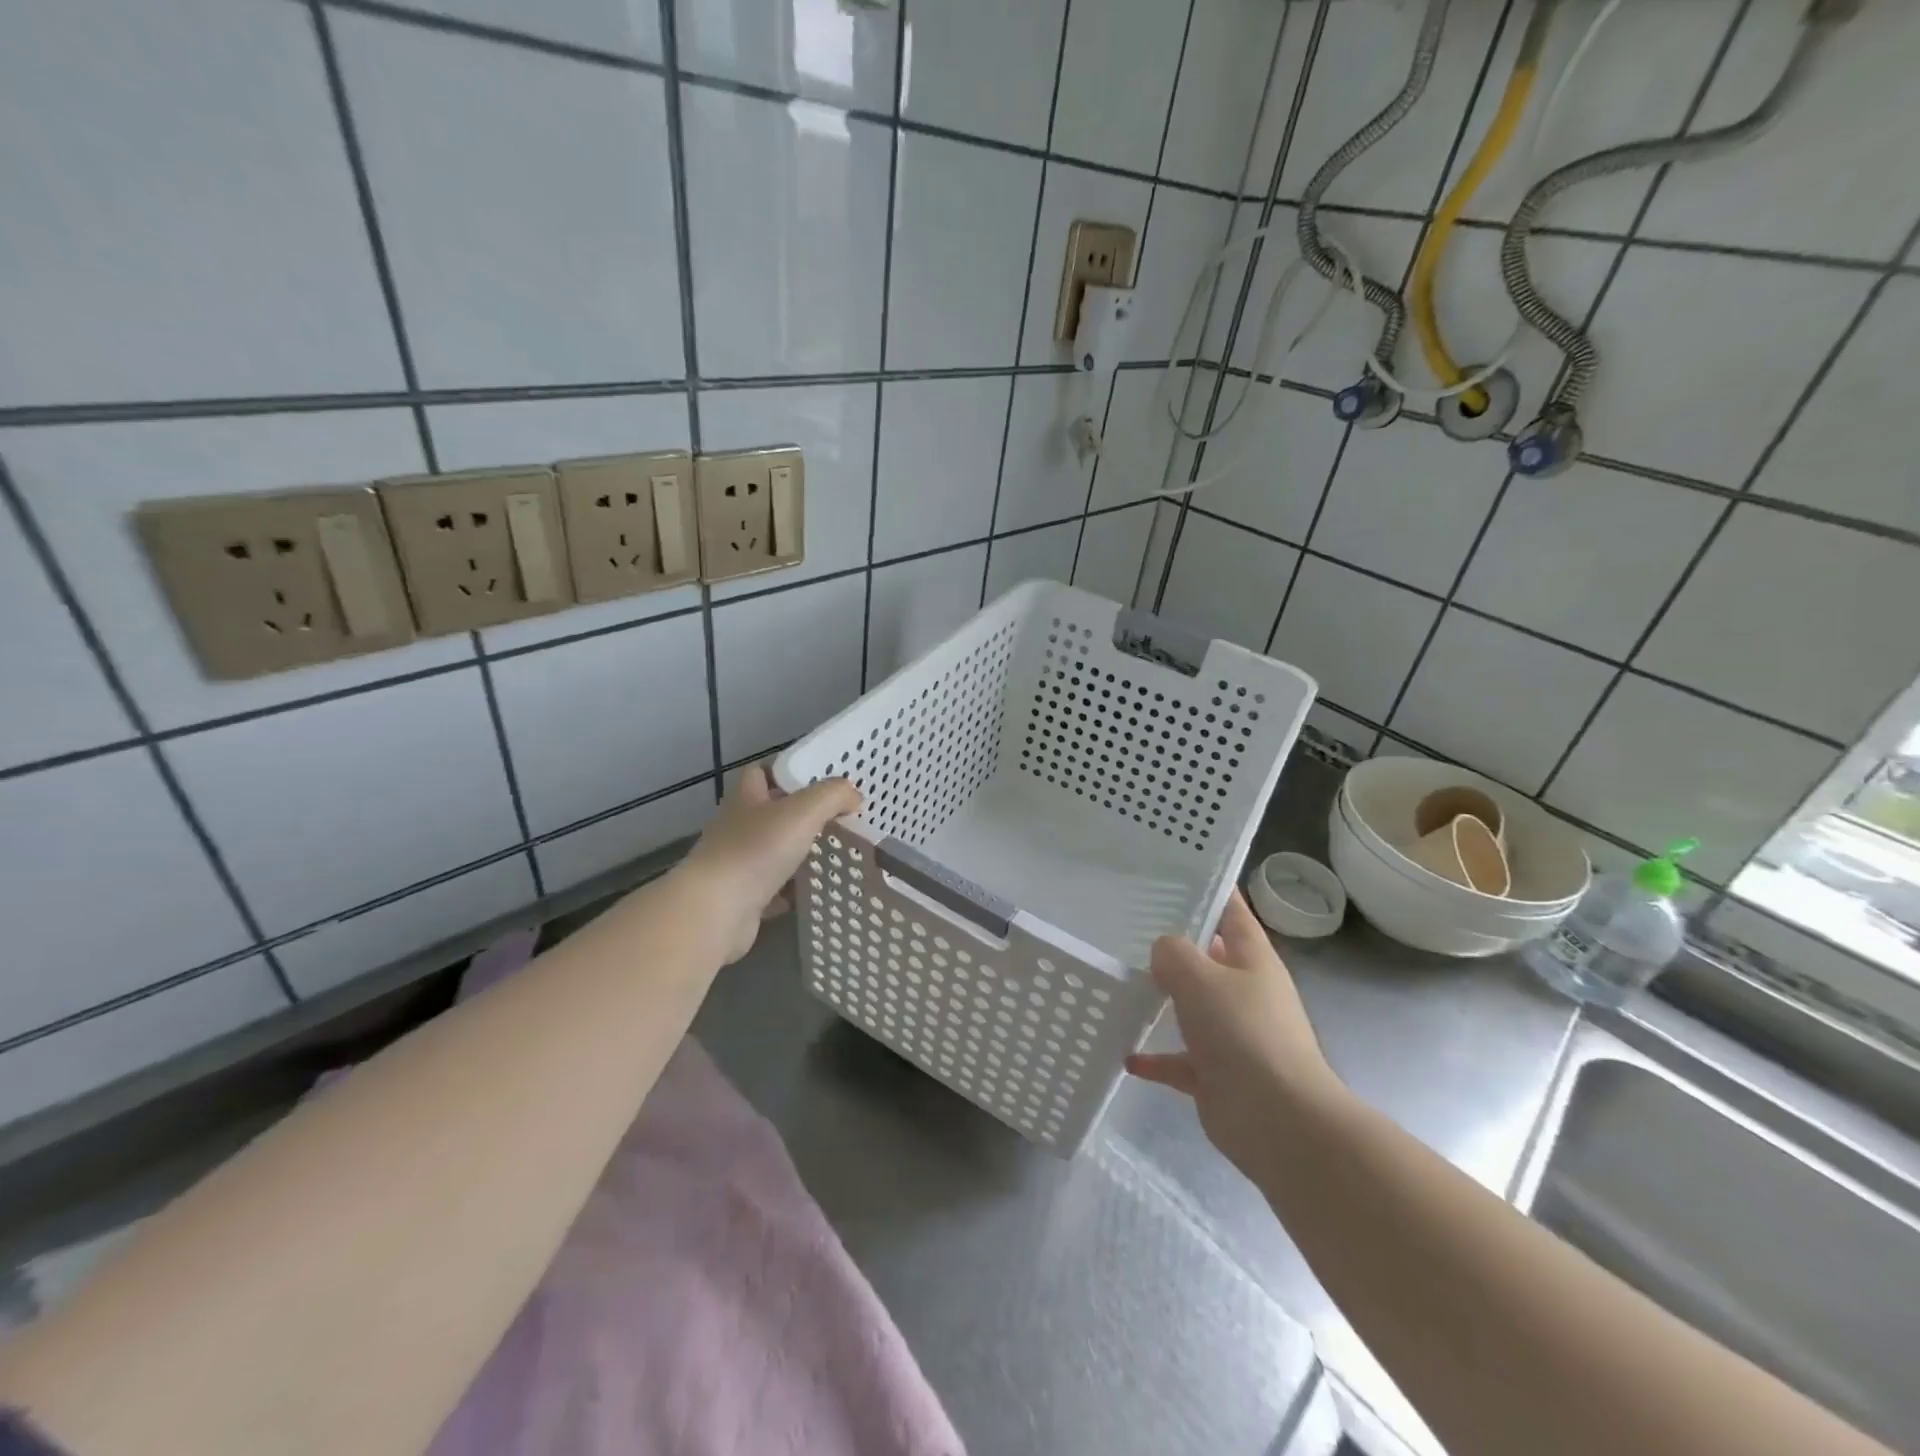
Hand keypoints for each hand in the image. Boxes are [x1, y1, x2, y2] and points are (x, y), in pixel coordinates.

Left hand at [675, 764, 860, 962]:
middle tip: (840, 817)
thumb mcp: (803, 811)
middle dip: (802, 815)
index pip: (761, 772)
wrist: (716, 912)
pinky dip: (794, 890)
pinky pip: (775, 889)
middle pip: (772, 813)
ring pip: (775, 852)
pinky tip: (819, 890)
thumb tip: (854, 796)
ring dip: (800, 853)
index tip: (819, 778)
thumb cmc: (756, 850)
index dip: (786, 771)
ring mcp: (738, 864)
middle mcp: (738, 827)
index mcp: (746, 799)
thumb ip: (833, 796)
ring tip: (837, 851)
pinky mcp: (743, 898)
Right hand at [1126, 890, 1345, 1185]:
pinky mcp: (1218, 1074)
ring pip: (1193, 1006)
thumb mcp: (1201, 978)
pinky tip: (1127, 1055)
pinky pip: (1180, 1059)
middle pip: (1209, 958)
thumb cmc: (1243, 1033)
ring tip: (1122, 982)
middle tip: (1130, 925)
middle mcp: (1245, 992)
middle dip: (1176, 945)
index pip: (1233, 912)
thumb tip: (1162, 950)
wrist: (1277, 1121)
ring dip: (1164, 999)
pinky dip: (1157, 1057)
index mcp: (1252, 959)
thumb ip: (1174, 953)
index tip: (1176, 874)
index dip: (1212, 891)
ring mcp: (1233, 1034)